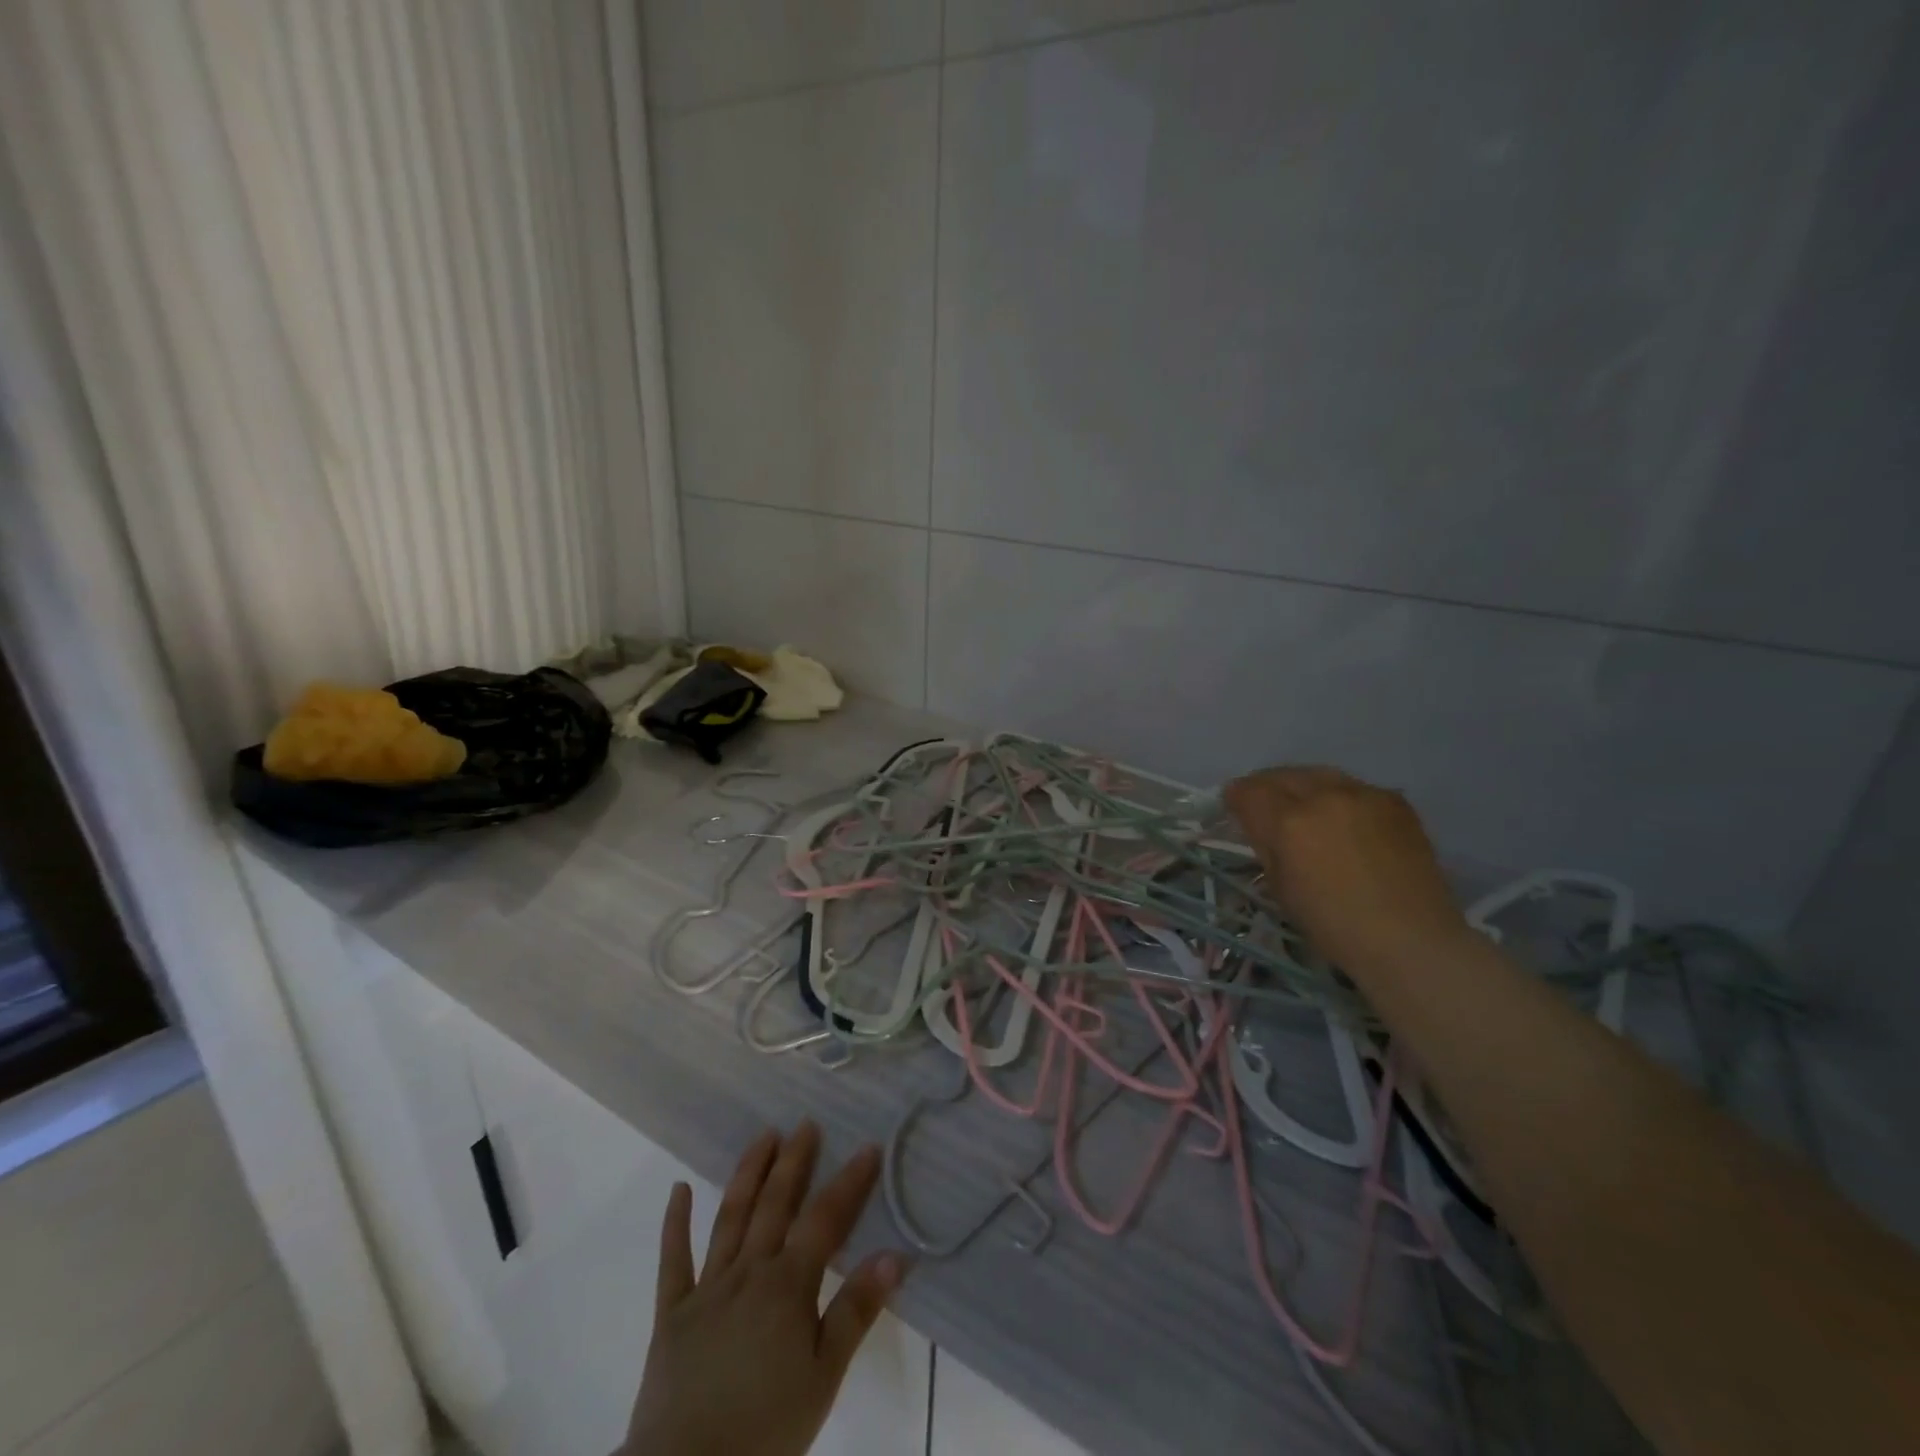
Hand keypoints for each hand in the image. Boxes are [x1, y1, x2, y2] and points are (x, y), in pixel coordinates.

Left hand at [621, 1123, 907, 1455]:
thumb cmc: (765, 1430)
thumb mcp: (823, 1378)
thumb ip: (855, 1312)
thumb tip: (894, 1256)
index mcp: (787, 1286)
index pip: (825, 1219)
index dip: (849, 1181)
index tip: (868, 1147)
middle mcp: (748, 1271)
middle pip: (775, 1204)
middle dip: (794, 1161)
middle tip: (806, 1124)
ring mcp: (707, 1288)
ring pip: (731, 1217)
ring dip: (748, 1173)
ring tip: (764, 1136)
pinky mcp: (672, 1312)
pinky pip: (674, 1260)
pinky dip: (676, 1223)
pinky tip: (678, 1190)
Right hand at [1223, 766, 1468, 971]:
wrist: (1411, 940)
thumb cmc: (1334, 925)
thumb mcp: (1280, 888)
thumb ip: (1266, 846)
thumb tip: (1259, 825)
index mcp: (1288, 822)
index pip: (1248, 791)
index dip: (1235, 797)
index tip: (1234, 807)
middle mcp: (1323, 796)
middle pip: (1282, 775)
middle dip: (1266, 786)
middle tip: (1263, 804)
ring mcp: (1363, 794)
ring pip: (1319, 774)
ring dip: (1303, 786)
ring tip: (1303, 805)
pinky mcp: (1395, 801)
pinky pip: (1354, 787)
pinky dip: (1339, 797)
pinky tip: (1343, 818)